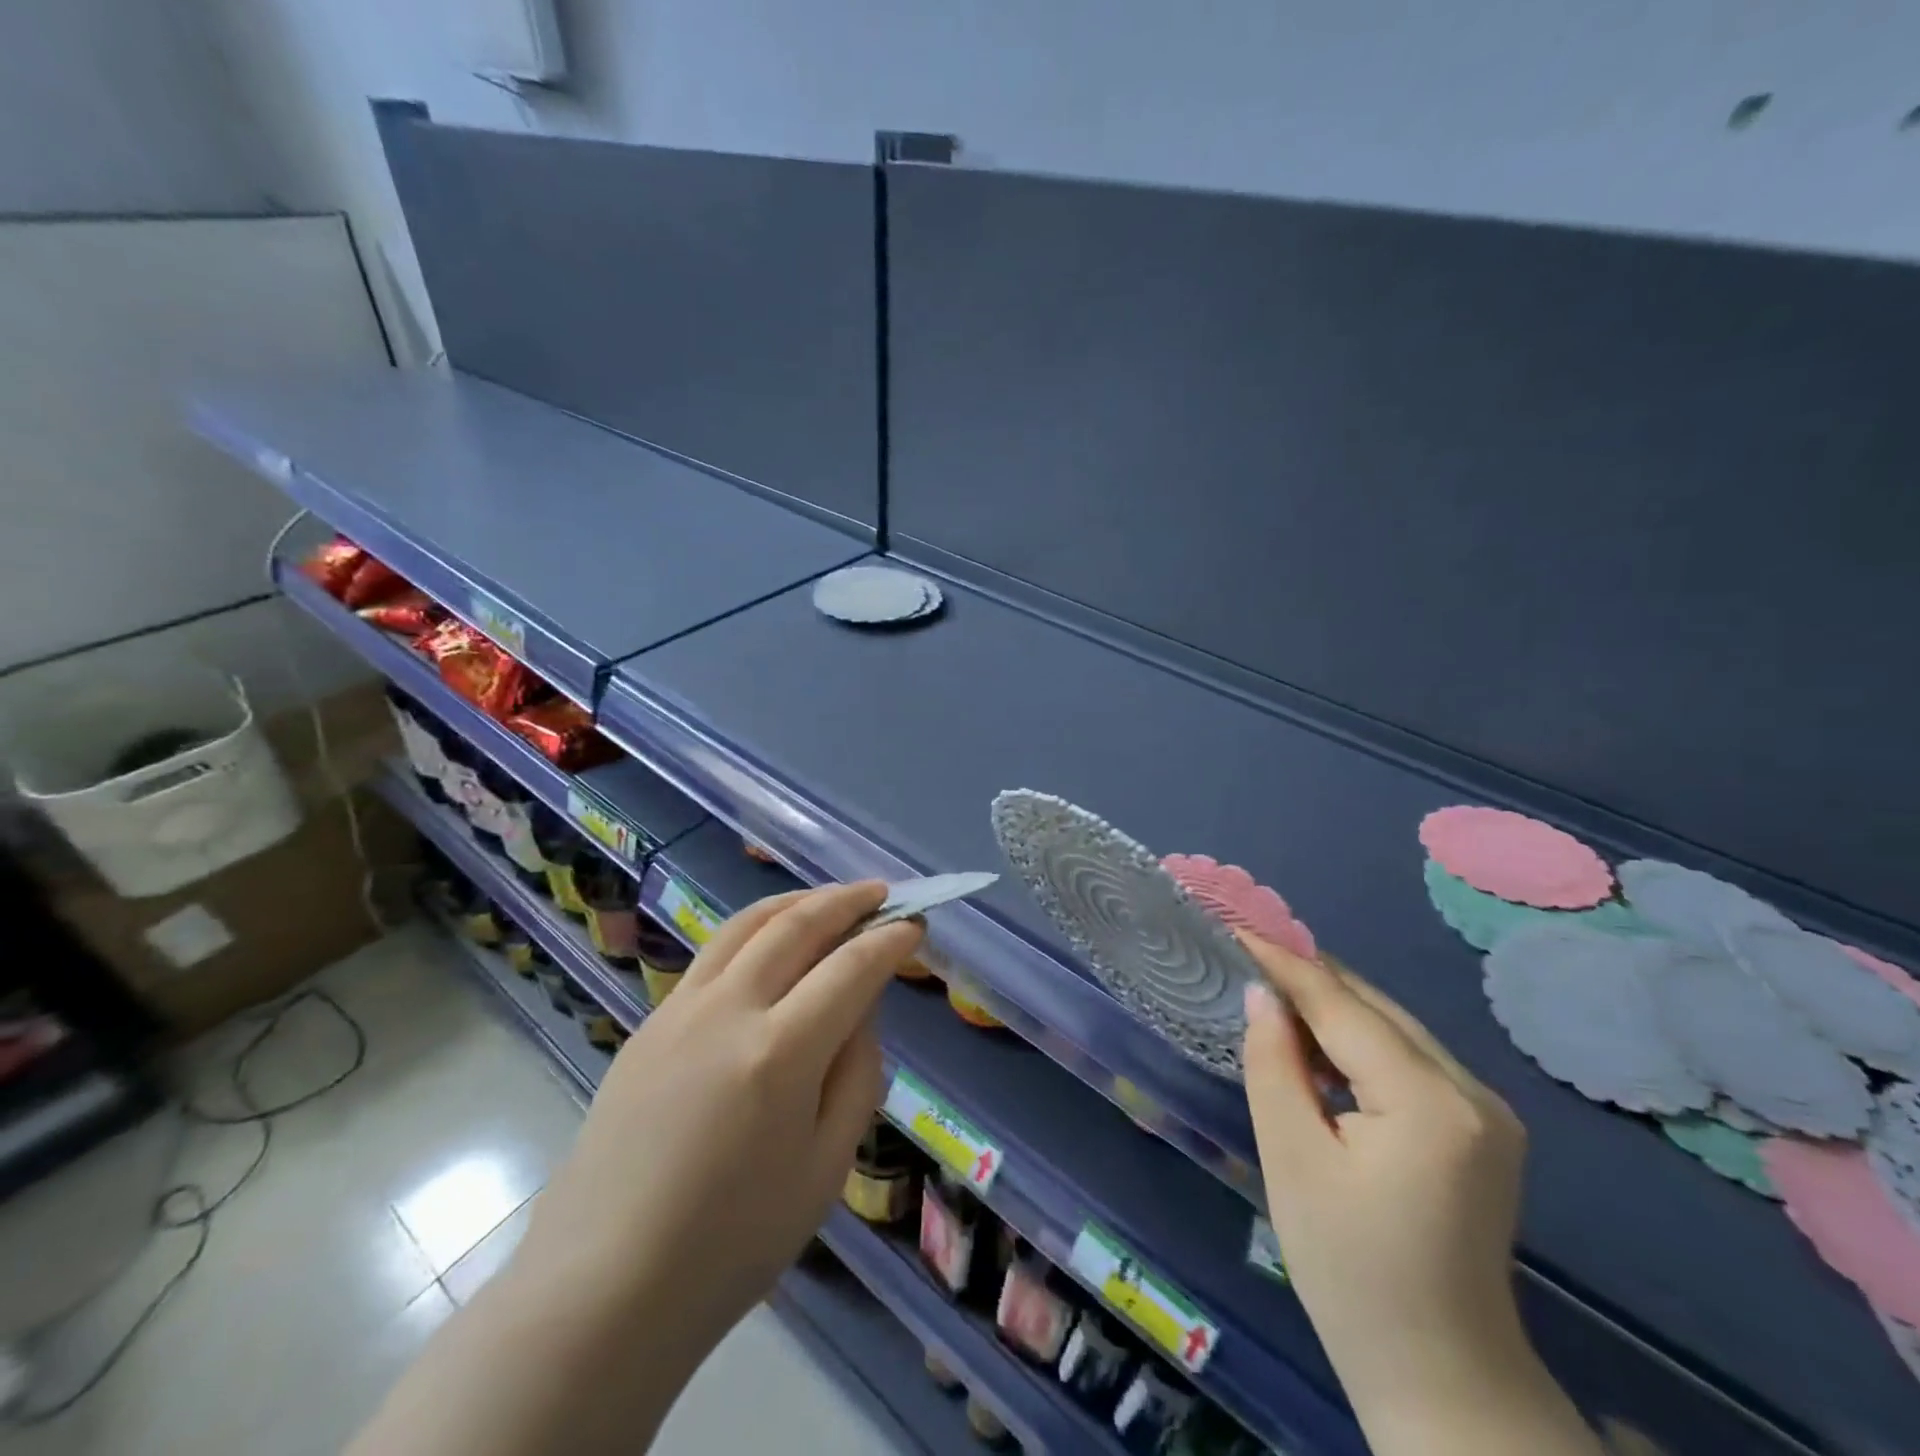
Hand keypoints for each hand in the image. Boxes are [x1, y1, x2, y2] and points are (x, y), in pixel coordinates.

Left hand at [512, 882, 921, 1363]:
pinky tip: (771, 942)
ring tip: (830, 900)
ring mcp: (680, 1009)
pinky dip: (755, 929)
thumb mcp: (825, 1168)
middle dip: (847, 901)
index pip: (851, 968)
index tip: (915, 926)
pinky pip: (713, 953)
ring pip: (747, 924)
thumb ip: (856, 1074)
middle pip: (797, 925)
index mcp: (780, 1053)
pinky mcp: (650, 1022)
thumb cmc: (732, 1243)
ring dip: (797, 901)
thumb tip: (860, 1010)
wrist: (604, 1286)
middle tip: (881, 893)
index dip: (890, 941)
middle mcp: (729, 1010)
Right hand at [1240, 939, 1593, 1454]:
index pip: (1342, 1007)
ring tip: (1271, 991)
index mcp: (1431, 1103)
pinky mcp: (1484, 1128)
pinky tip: (1318, 1045)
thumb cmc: (1350, 1271)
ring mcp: (1488, 1110)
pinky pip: (1408, 1058)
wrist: (1441, 1374)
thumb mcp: (1292, 1160)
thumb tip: (1263, 997)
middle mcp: (1473, 1092)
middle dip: (1308, 978)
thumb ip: (1273, 1065)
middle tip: (1246, 952)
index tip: (1235, 927)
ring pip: (1393, 1028)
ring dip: (1332, 1008)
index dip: (1285, 963)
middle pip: (1374, 1009)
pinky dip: (1358, 1041)